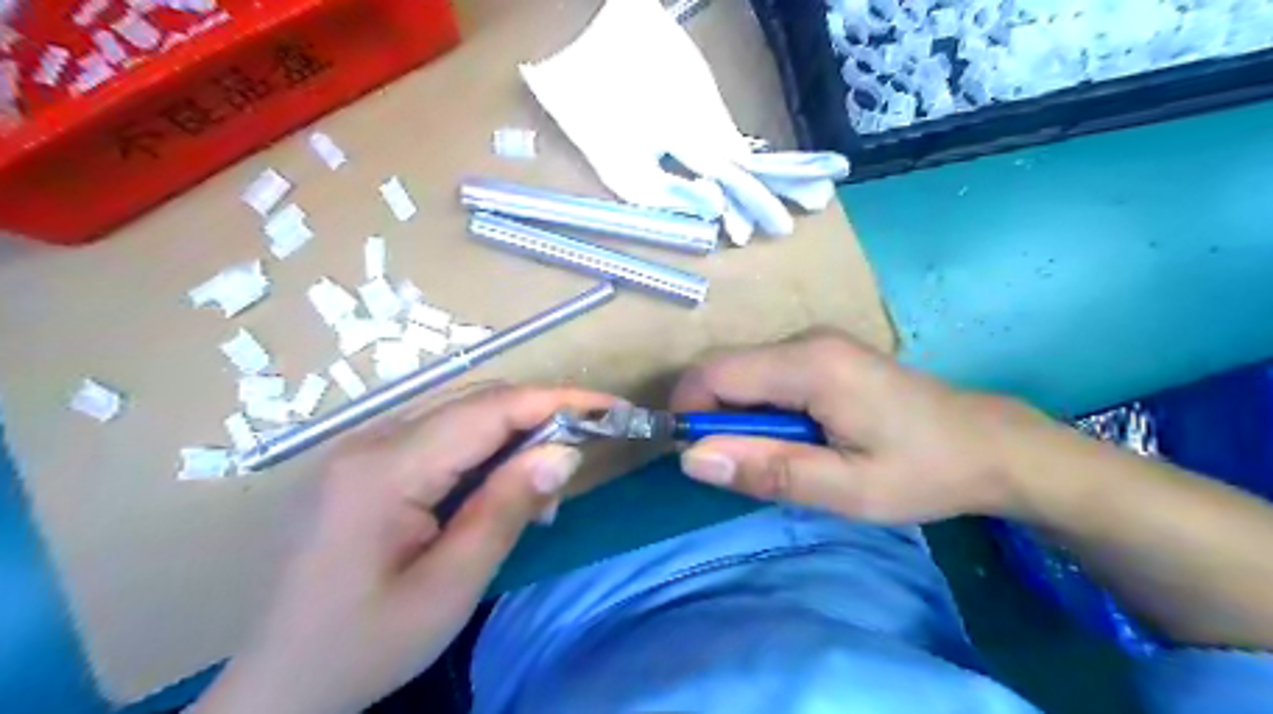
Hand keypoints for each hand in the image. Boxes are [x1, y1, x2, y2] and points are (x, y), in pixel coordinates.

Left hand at [191, 385, 623, 712]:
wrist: (276, 685)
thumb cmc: (363, 645)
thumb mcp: (449, 588)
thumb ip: (506, 510)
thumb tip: (565, 451)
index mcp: (386, 468)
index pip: (490, 409)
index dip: (558, 400)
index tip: (611, 407)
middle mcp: (370, 439)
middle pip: (475, 402)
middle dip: (540, 415)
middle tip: (583, 454)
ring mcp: (362, 447)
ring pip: (460, 414)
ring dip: (514, 434)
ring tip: (543, 488)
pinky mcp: (364, 463)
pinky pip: (439, 436)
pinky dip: (484, 449)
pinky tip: (498, 489)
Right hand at [669, 330, 1049, 523]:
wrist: (987, 445)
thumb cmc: (921, 470)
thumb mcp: (845, 489)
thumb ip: (768, 470)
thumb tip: (692, 458)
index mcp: (811, 365)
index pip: (715, 372)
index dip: (689, 410)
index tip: (694, 457)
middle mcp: (807, 339)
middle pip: (726, 368)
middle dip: (715, 416)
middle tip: (743, 468)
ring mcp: (816, 341)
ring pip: (744, 371)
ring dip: (738, 415)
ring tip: (774, 456)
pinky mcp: (824, 352)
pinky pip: (767, 373)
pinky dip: (760, 407)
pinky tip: (794, 436)